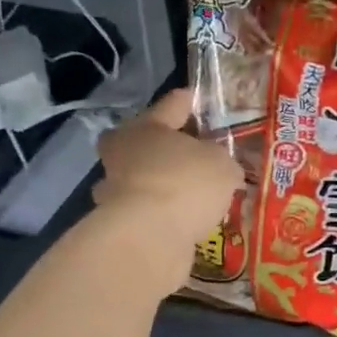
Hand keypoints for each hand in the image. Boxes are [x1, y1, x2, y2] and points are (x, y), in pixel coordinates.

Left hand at [94, 89, 242, 296]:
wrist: (149, 238)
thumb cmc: (186, 184)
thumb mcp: (221, 164)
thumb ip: (221, 161)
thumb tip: (219, 169)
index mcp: (146, 128)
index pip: (170, 106)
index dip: (186, 101)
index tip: (196, 98)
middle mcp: (123, 155)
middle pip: (143, 143)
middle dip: (162, 147)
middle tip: (188, 153)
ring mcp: (115, 192)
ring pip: (141, 180)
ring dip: (160, 185)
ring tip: (192, 197)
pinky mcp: (119, 226)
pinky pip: (147, 213)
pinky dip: (163, 215)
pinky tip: (186, 222)